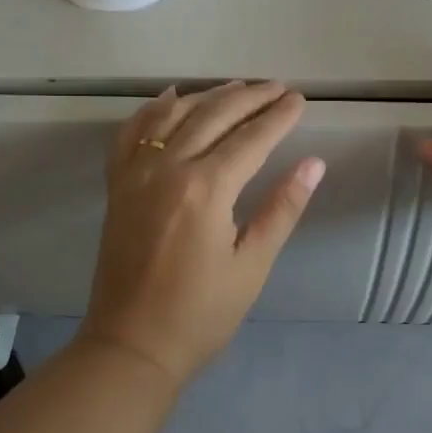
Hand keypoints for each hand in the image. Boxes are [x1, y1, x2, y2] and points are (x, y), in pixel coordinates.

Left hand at [77, 81, 325, 388]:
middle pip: (213, 116)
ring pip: (173, 115)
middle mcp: (168, 168)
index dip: (278, 117)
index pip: (251, 138)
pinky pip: (132, 134)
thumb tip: (314, 164)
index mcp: (206, 188)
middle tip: (277, 88)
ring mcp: (136, 174)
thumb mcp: (252, 265)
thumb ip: (282, 209)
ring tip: (236, 87)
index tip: (299, 100)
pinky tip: (169, 98)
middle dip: (249, 98)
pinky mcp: (117, 186)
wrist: (132, 345)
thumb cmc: (201, 313)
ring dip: (207, 96)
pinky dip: (152, 111)